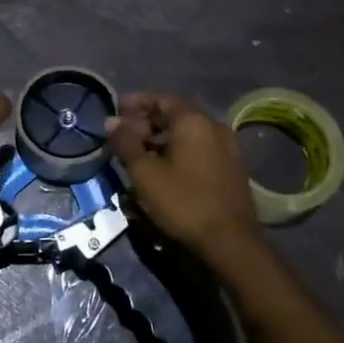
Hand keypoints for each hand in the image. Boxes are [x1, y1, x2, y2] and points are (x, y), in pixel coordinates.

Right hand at [107, 93, 261, 258]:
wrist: (230, 242)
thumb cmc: (183, 202)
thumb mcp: (145, 173)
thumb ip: (126, 143)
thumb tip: (111, 121)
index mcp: (194, 121)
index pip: (162, 99)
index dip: (136, 103)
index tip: (116, 110)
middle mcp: (214, 127)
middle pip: (175, 117)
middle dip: (147, 124)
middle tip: (124, 138)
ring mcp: (228, 149)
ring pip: (188, 136)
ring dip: (162, 141)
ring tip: (139, 157)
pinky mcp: (232, 170)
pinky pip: (199, 151)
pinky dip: (179, 154)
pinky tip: (164, 172)